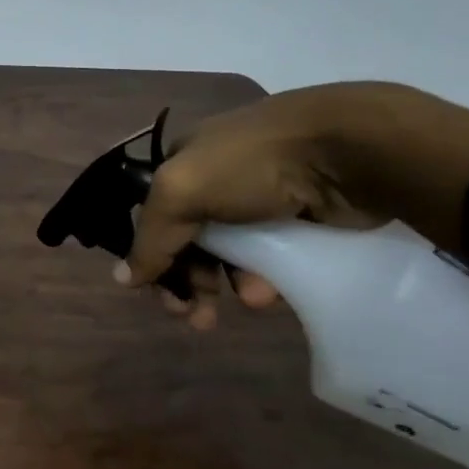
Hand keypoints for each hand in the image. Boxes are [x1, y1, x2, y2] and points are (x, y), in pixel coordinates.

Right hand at [121, 84, 384, 328]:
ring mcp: (260, 196)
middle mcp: (216, 177)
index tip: (161, 296)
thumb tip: (121, 279)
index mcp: (183, 162)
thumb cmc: (252, 164)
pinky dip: (266, 276)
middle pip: (190, 240)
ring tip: (251, 303)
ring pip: (232, 252)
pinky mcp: (299, 215)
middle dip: (190, 281)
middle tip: (197, 319)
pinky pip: (272, 256)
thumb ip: (150, 237)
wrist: (346, 150)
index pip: (153, 217)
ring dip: (230, 283)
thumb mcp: (182, 191)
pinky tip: (272, 291)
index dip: (153, 258)